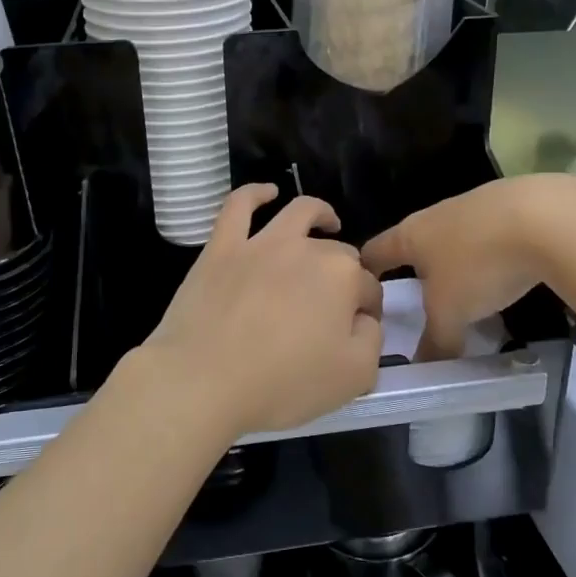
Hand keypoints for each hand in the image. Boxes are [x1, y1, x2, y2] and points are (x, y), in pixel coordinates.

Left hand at [137, 185, 383, 440]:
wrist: (203, 380)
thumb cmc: (282, 383)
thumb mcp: (354, 377)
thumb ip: (372, 340)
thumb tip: (363, 319)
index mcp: (342, 277)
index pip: (368, 289)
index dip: (368, 310)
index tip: (358, 332)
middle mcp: (306, 248)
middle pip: (338, 253)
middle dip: (346, 273)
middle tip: (335, 305)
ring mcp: (261, 243)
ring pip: (299, 213)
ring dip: (320, 214)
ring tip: (327, 221)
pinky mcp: (222, 247)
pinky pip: (239, 206)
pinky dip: (255, 193)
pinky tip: (267, 193)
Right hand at [363, 174, 575, 359]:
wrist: (546, 218)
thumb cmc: (479, 264)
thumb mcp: (451, 313)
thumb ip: (435, 341)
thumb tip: (423, 366)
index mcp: (410, 235)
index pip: (374, 251)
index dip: (364, 271)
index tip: (362, 291)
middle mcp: (436, 214)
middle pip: (415, 243)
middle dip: (414, 270)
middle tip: (418, 302)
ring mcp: (474, 205)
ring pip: (454, 238)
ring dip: (455, 263)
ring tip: (466, 293)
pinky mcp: (511, 205)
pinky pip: (489, 234)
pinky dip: (490, 255)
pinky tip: (506, 273)